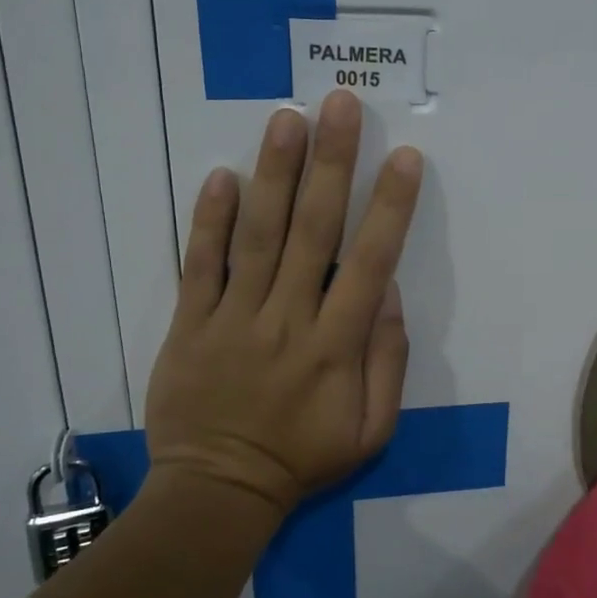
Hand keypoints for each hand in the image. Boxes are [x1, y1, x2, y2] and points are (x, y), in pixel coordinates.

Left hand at [144, 90, 423, 516]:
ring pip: (258, 235)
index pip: (370, 262)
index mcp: (336, 345)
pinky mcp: (190, 323)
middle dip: (333, 164)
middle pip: (313, 230)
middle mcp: (288, 318)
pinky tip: (221, 174)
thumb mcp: (372, 429)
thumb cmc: (304, 459)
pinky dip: (208, 220)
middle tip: (341, 106)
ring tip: (288, 119)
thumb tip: (387, 294)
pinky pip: (199, 265)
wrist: (218, 491)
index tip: (405, 159)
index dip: (390, 208)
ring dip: (275, 174)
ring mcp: (234, 318)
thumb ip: (386, 361)